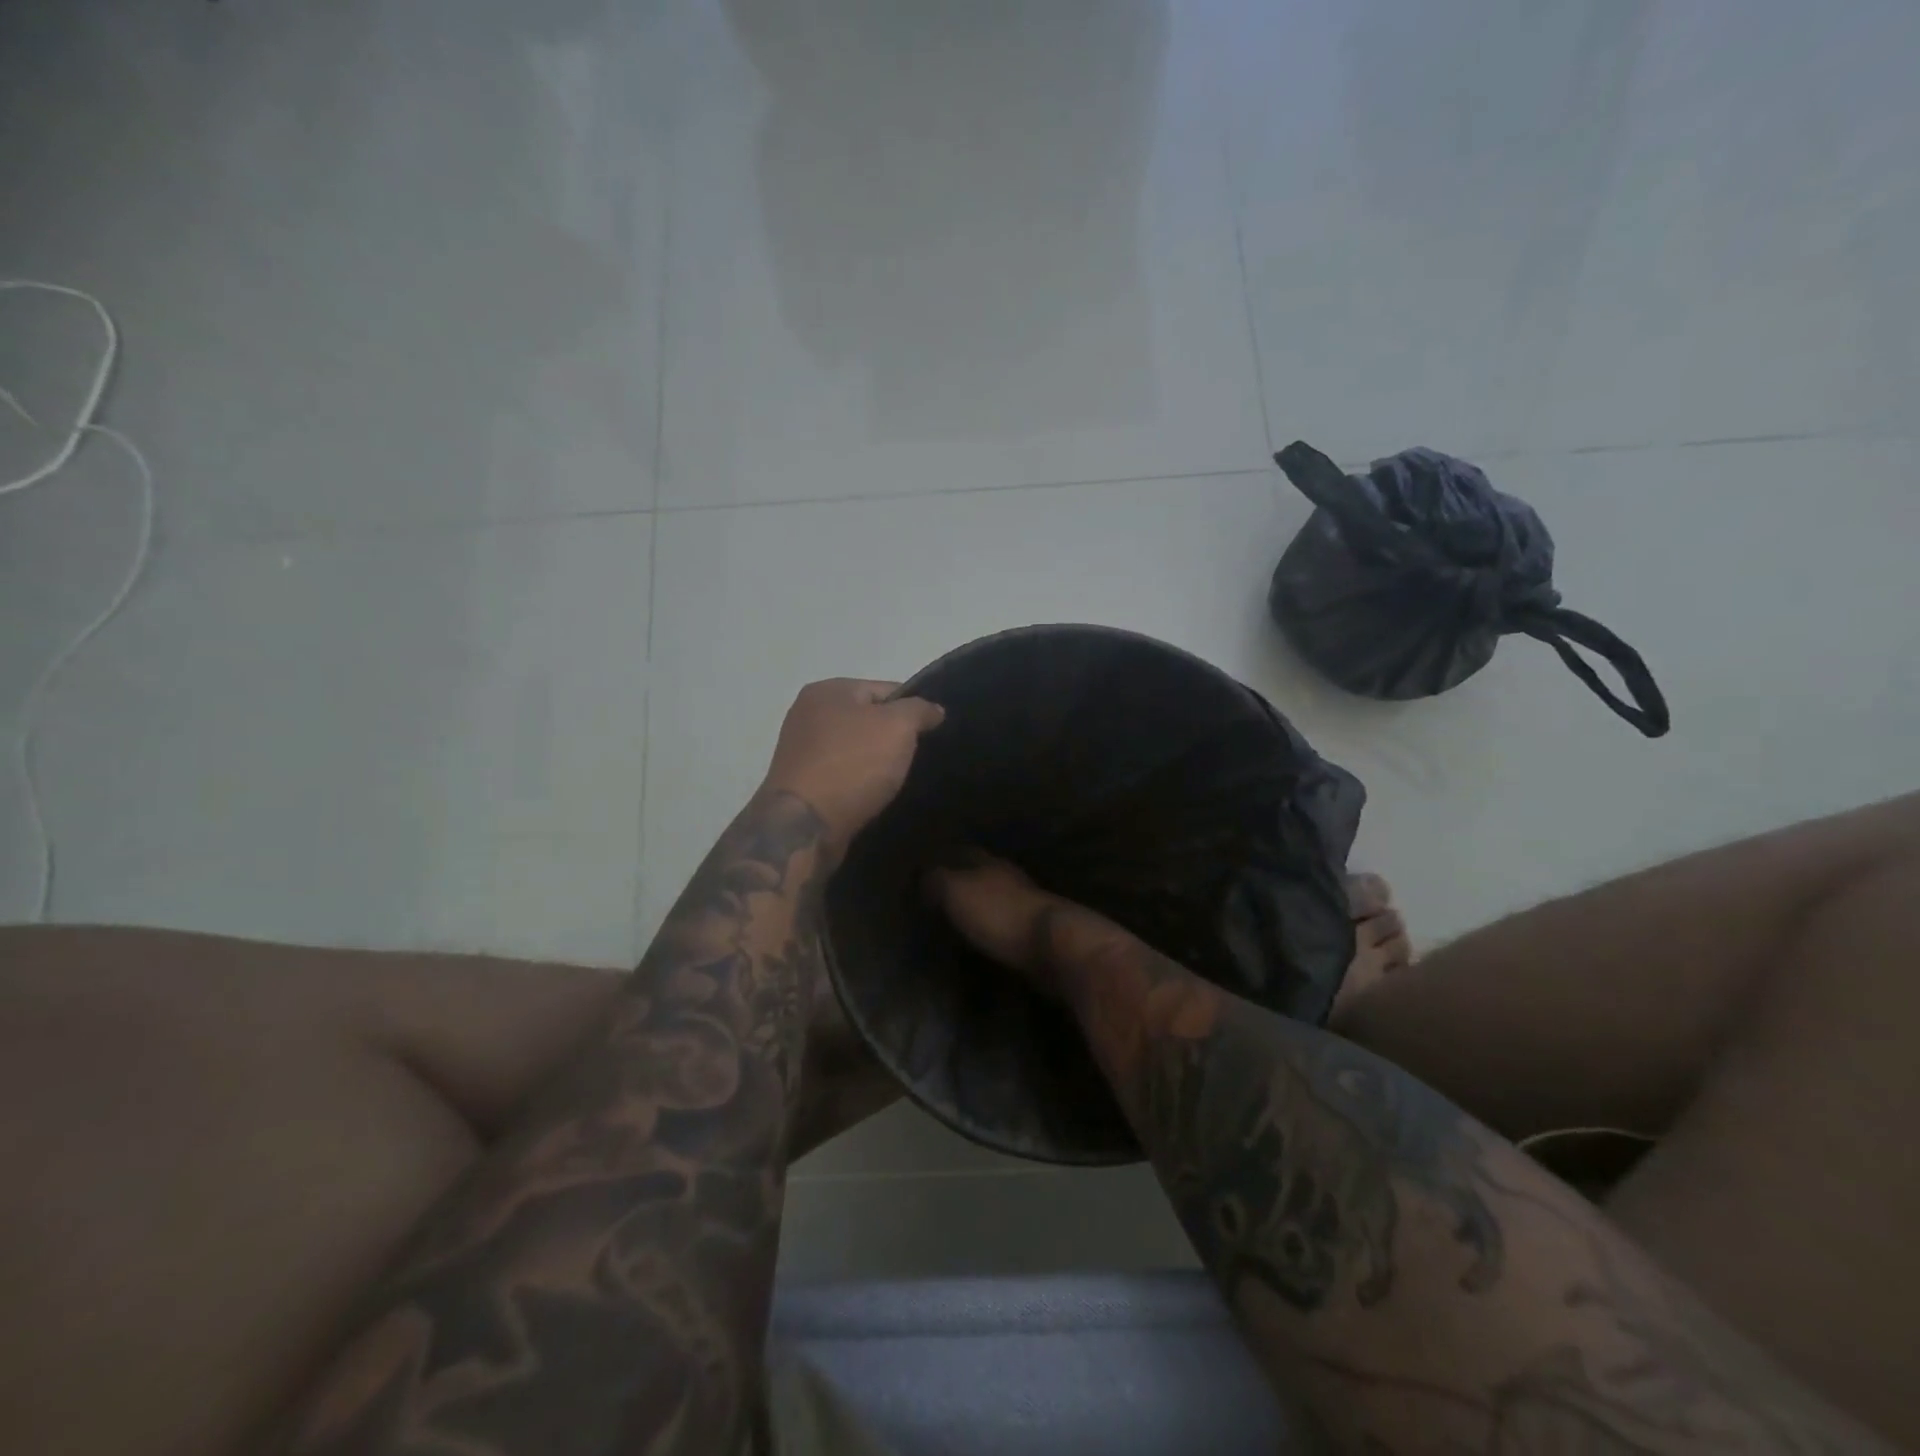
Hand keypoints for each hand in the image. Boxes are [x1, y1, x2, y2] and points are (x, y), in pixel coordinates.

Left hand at [761, 679, 944, 850]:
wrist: (805, 825)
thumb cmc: (853, 764)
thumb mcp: (898, 727)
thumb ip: (920, 710)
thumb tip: (934, 709)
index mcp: (828, 690)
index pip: (885, 689)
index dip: (913, 709)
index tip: (932, 732)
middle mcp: (808, 713)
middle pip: (868, 719)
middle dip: (893, 737)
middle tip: (918, 757)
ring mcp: (801, 750)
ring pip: (856, 749)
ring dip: (877, 762)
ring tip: (901, 780)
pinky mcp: (801, 783)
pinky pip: (842, 774)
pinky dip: (860, 782)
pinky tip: (876, 795)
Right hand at [925, 852, 1136, 1003]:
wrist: (1053, 949)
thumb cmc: (1000, 914)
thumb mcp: (957, 892)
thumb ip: (937, 879)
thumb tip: (921, 873)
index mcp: (991, 864)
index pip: (965, 853)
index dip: (947, 858)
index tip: (927, 866)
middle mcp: (1011, 879)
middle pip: (983, 874)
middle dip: (963, 880)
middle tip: (939, 892)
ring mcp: (1028, 907)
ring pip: (997, 899)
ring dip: (980, 905)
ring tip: (958, 918)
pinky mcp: (1037, 937)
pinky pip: (1006, 926)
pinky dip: (992, 930)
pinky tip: (982, 939)